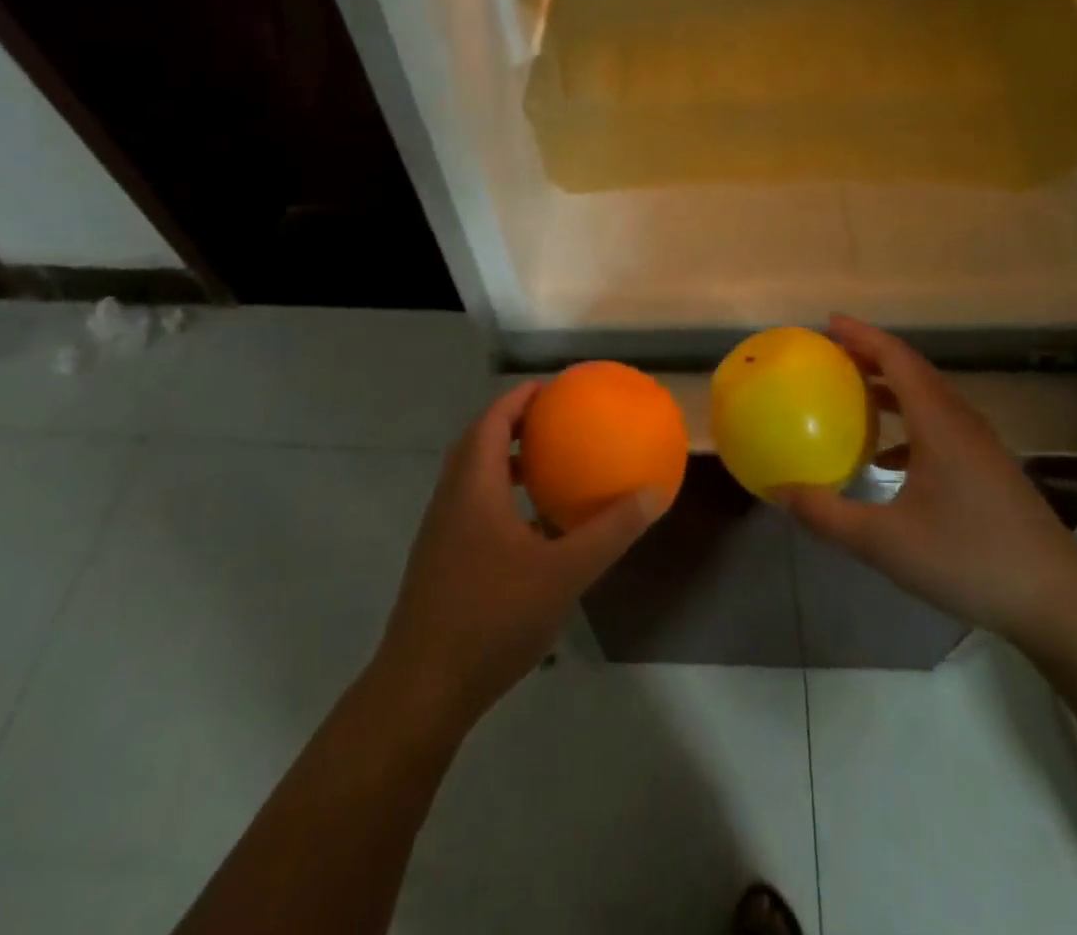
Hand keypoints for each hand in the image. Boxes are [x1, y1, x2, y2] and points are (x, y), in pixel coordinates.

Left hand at [370, 381, 668, 732]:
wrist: (422, 688)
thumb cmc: (492, 617)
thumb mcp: (563, 573)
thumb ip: (610, 531)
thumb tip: (654, 492)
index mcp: (474, 485)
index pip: (493, 420)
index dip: (520, 397)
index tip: (554, 388)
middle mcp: (452, 497)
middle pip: (479, 441)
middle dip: (514, 423)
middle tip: (554, 420)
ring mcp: (441, 531)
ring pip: (472, 476)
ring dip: (505, 461)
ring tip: (547, 466)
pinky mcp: (439, 560)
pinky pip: (471, 506)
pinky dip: (500, 496)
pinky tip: (532, 529)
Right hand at [773, 315, 1076, 651]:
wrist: (1057, 602)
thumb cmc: (969, 560)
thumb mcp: (885, 543)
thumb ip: (827, 515)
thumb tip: (779, 492)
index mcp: (939, 423)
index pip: (897, 359)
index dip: (862, 335)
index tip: (827, 323)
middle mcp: (961, 422)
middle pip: (913, 370)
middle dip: (871, 355)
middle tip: (830, 354)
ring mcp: (980, 445)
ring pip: (928, 397)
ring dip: (890, 388)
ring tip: (852, 394)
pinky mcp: (988, 468)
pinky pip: (940, 425)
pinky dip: (907, 424)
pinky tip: (885, 459)